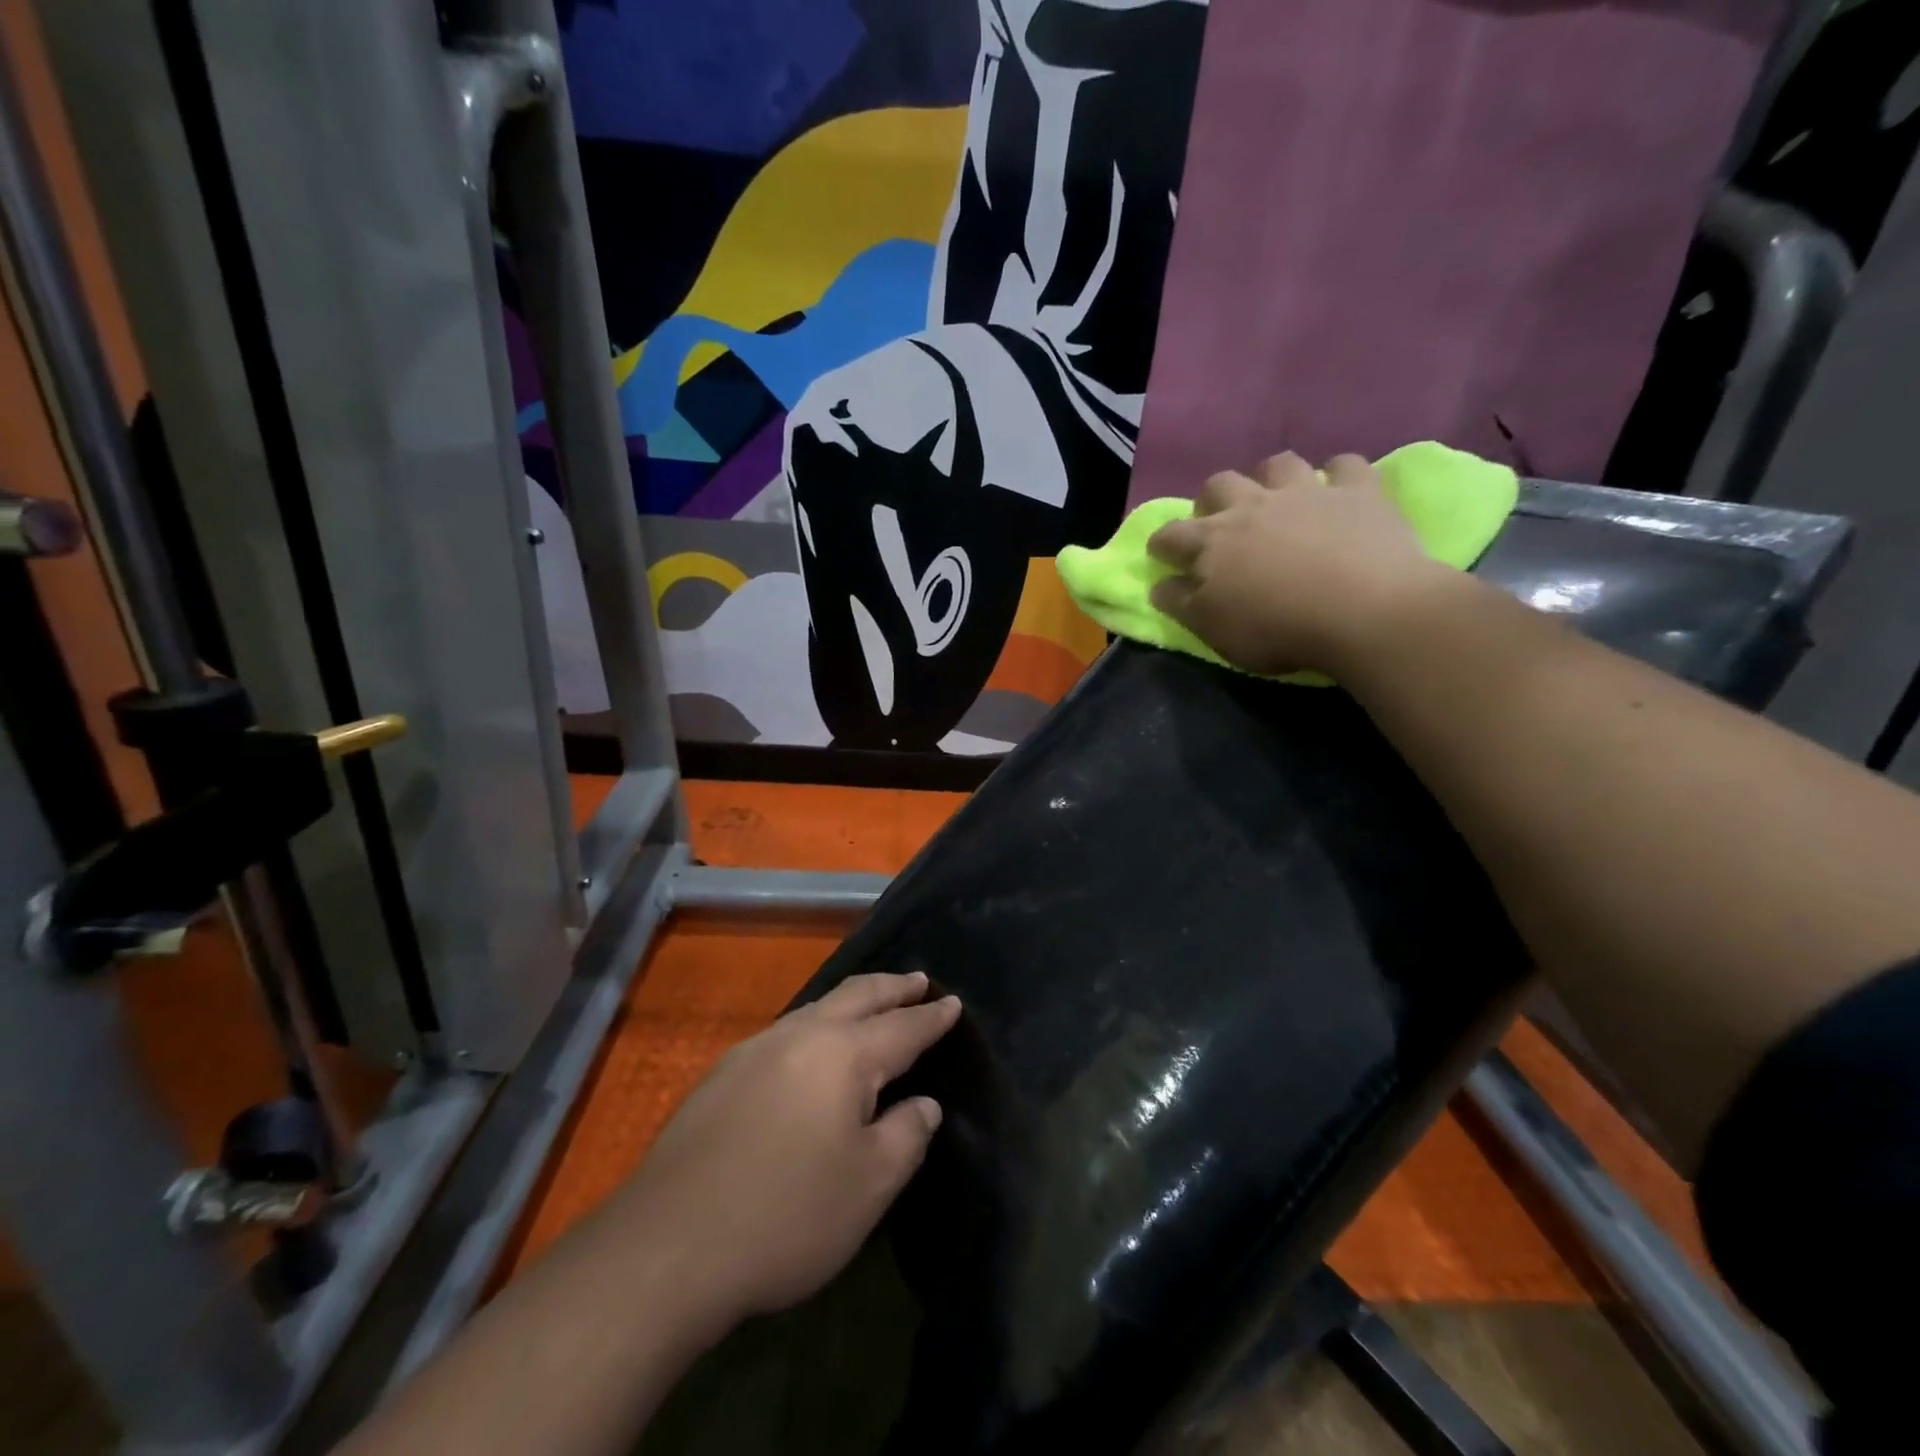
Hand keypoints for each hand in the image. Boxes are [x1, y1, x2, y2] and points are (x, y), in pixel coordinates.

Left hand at [601, 972, 960, 1331]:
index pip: (902, 1027)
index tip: (953, 1002)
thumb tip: (924, 1104)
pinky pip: (787, 1031)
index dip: (932, 1017)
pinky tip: (813, 1047)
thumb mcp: (868, 1186)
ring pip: (817, 1007)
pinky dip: (817, 1024)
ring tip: (872, 1004)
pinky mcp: (723, 1074)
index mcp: (844, 1055)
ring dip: (852, 1001)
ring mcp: (756, 1050)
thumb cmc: (787, 1214)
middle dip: (893, 987)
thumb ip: (906, 1135)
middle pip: (857, 996)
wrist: (668, 1244)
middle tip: (919, 980)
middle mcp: (801, 1036)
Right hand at [1147, 452, 1454, 676]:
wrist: (1364, 611)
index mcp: (1212, 541)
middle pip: (1219, 485)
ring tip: (1276, 500)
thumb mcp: (1213, 629)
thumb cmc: (1277, 627)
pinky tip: (1338, 491)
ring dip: (1269, 478)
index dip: (1161, 545)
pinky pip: (1346, 465)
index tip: (1161, 557)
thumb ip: (1181, 604)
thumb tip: (1159, 585)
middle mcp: (1252, 505)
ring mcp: (1307, 493)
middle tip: (1220, 524)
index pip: (1171, 535)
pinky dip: (1338, 475)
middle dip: (1211, 501)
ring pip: (1277, 465)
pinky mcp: (1358, 492)